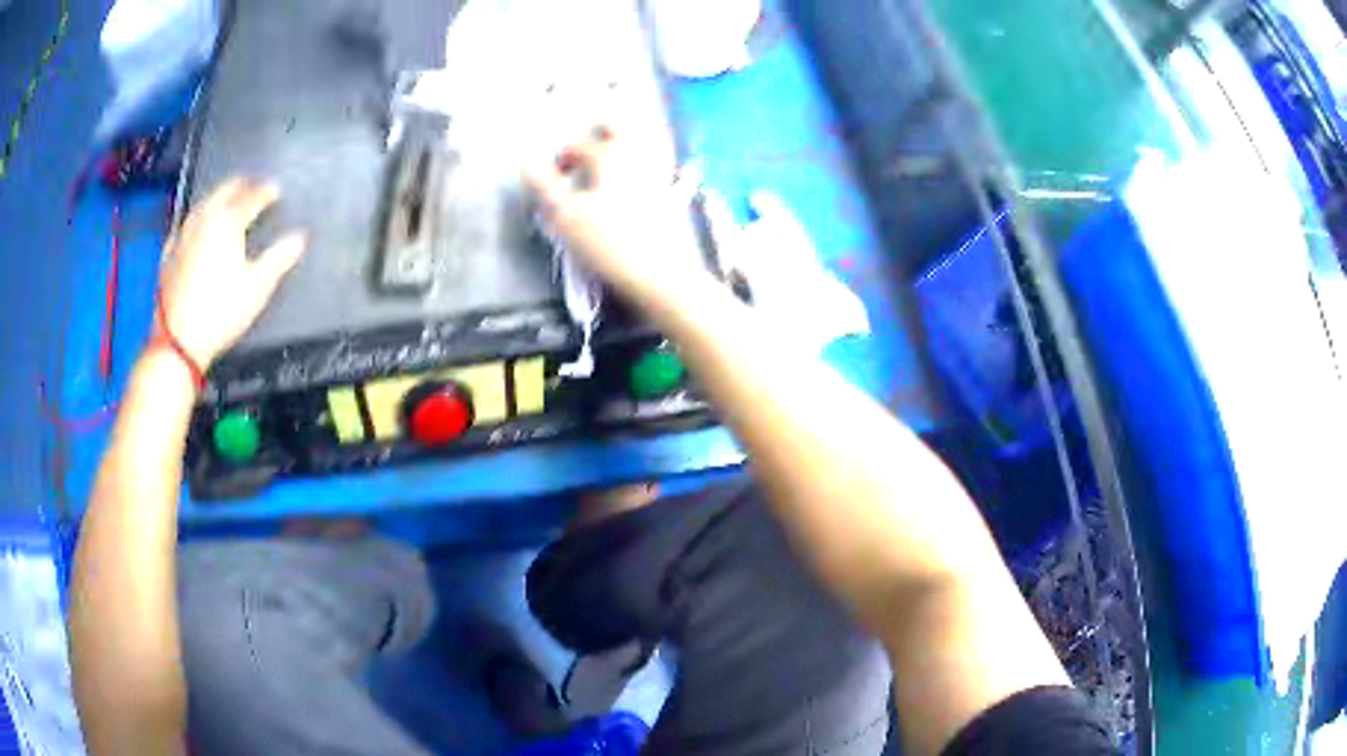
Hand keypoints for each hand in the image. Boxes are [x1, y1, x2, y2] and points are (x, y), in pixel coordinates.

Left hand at [157, 178, 305, 367]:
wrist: (178, 341)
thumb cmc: (219, 314)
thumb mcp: (258, 287)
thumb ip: (279, 258)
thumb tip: (298, 239)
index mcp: (228, 222)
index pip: (252, 196)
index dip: (267, 191)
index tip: (276, 190)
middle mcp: (204, 220)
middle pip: (224, 191)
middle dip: (241, 186)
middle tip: (251, 186)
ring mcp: (183, 235)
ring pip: (203, 204)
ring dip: (217, 199)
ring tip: (225, 202)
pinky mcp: (168, 254)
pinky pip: (183, 226)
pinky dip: (195, 222)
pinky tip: (195, 229)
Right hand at [524, 126, 710, 307]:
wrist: (660, 274)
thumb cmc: (608, 243)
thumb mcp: (566, 215)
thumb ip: (545, 185)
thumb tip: (526, 161)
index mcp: (610, 155)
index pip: (579, 146)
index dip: (562, 158)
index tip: (554, 175)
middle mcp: (639, 155)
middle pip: (619, 129)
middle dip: (600, 134)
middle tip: (586, 151)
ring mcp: (661, 173)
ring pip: (647, 142)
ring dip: (629, 141)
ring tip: (614, 155)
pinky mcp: (675, 194)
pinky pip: (667, 166)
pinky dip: (657, 163)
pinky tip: (655, 173)